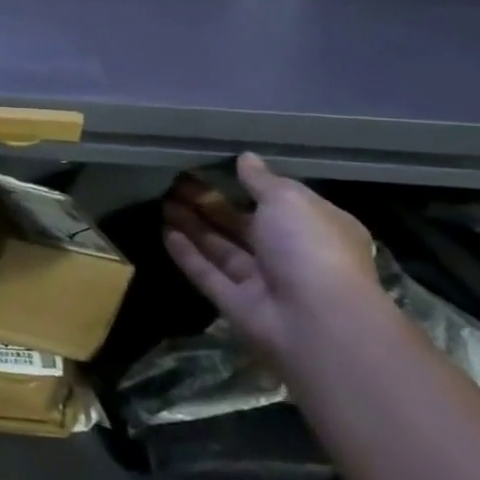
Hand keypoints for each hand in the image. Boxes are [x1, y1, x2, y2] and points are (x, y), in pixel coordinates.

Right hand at [162, 154, 382, 361]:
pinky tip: (165, 232)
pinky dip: (188, 254)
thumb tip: (246, 158)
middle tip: (176, 181)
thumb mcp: (289, 200)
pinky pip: (208, 274)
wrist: (317, 321)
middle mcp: (291, 254)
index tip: (215, 167)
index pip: (281, 202)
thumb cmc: (310, 248)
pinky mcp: (236, 303)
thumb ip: (262, 180)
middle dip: (211, 203)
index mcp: (316, 228)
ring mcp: (263, 282)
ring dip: (194, 224)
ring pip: (222, 247)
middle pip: (244, 224)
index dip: (248, 185)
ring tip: (163, 200)